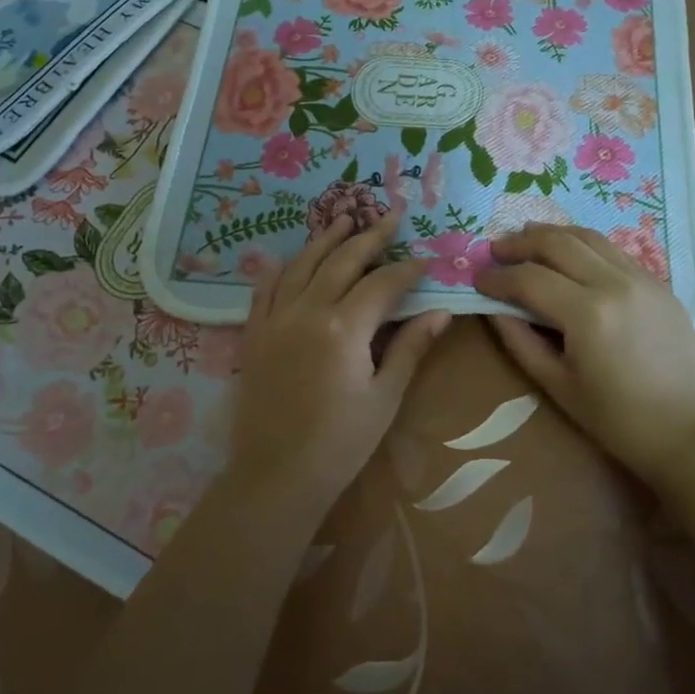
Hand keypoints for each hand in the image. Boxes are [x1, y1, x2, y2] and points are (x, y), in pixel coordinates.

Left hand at [232, 213, 450, 508]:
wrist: (276, 477)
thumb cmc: (340, 443)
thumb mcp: (384, 397)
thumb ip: (409, 348)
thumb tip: (440, 313)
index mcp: (344, 328)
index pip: (382, 283)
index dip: (406, 269)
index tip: (425, 260)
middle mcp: (307, 311)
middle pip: (342, 261)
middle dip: (369, 236)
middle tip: (389, 216)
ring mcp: (275, 320)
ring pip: (301, 265)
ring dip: (325, 240)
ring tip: (344, 219)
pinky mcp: (254, 334)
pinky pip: (264, 289)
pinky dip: (279, 268)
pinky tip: (287, 257)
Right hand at [474, 223, 694, 482]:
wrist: (689, 433)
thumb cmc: (617, 419)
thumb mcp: (557, 385)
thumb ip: (520, 341)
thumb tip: (492, 308)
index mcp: (587, 313)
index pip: (529, 278)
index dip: (497, 277)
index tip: (477, 280)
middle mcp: (614, 283)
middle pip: (557, 242)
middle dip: (520, 242)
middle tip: (496, 250)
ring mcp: (642, 278)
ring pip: (588, 236)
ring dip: (552, 234)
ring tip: (527, 239)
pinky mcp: (659, 284)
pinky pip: (613, 250)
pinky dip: (584, 244)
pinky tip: (570, 255)